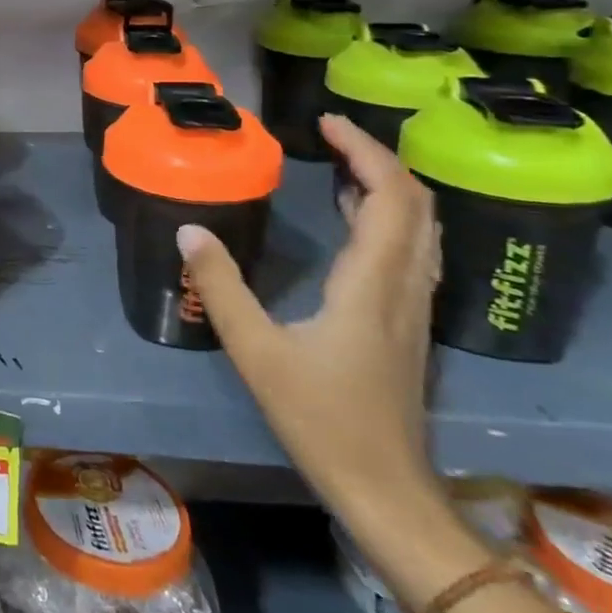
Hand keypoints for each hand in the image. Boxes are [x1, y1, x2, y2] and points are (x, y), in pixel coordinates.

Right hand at [181, 114, 443, 529]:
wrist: (386, 489)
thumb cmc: (321, 418)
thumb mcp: (256, 351)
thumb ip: (221, 287)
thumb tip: (188, 229)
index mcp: (372, 284)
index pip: (390, 199)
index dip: (366, 152)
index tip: (326, 123)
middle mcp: (405, 286)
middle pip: (417, 205)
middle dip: (379, 159)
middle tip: (331, 134)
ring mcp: (413, 307)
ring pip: (423, 228)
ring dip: (389, 186)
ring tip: (342, 163)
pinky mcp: (408, 323)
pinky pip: (414, 251)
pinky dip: (392, 217)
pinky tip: (357, 219)